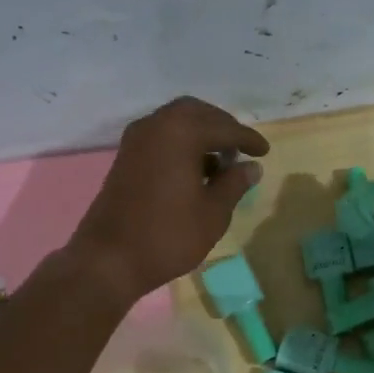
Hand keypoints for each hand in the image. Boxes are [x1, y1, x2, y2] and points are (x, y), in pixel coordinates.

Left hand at [68, 96, 267, 304]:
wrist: (109, 259)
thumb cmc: (168, 236)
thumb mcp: (213, 213)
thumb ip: (234, 184)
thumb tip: (251, 166)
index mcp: (181, 132)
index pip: (224, 127)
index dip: (248, 139)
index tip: (264, 151)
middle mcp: (156, 125)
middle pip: (196, 113)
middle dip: (222, 127)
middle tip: (240, 150)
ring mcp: (136, 140)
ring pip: (176, 122)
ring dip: (200, 134)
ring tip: (221, 163)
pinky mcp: (125, 157)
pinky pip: (160, 136)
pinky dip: (181, 144)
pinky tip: (194, 170)